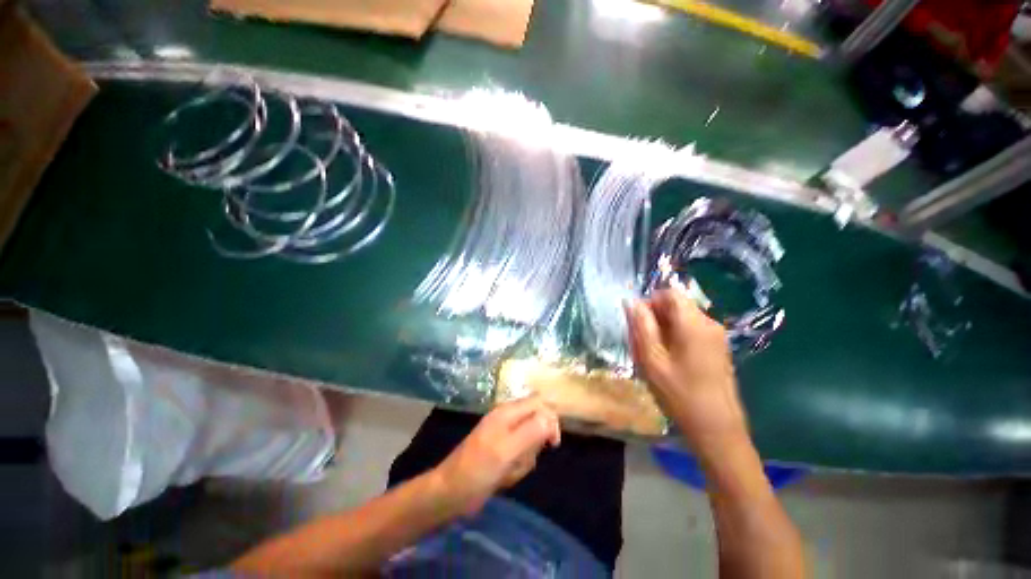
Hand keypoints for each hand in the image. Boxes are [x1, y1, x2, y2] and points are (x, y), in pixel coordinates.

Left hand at [433, 397, 560, 514]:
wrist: (450, 493)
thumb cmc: (477, 469)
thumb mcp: (506, 450)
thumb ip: (530, 432)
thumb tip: (550, 417)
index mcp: (507, 412)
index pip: (539, 403)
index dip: (550, 419)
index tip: (552, 443)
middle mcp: (508, 419)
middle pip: (537, 423)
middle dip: (535, 445)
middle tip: (522, 458)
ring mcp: (504, 436)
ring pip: (531, 443)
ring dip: (526, 459)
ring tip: (509, 470)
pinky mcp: (502, 452)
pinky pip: (521, 456)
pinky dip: (517, 467)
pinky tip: (505, 477)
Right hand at [625, 289, 748, 458]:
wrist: (717, 429)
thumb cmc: (679, 394)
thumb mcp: (651, 359)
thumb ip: (641, 326)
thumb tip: (631, 301)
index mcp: (693, 323)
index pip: (670, 293)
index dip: (650, 301)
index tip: (638, 323)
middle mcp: (709, 323)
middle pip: (677, 305)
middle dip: (655, 317)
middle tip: (642, 342)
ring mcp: (717, 336)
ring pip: (683, 318)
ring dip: (663, 328)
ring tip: (654, 354)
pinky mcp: (718, 349)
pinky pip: (692, 331)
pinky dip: (676, 337)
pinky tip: (669, 361)